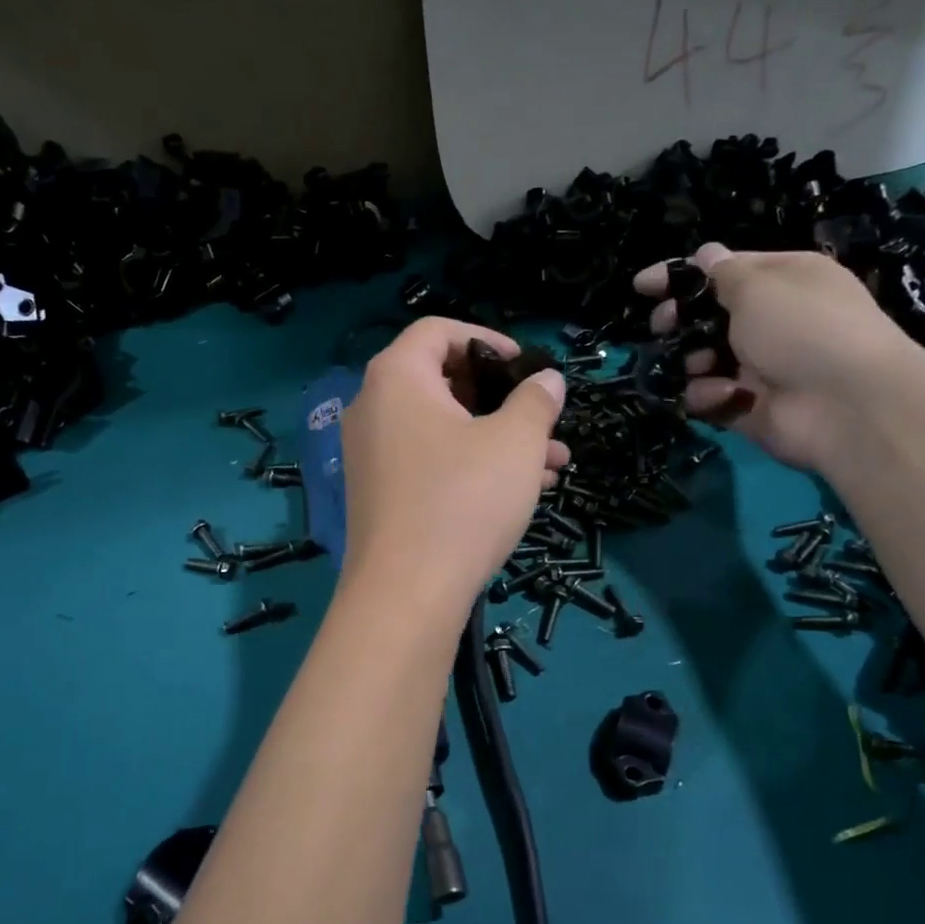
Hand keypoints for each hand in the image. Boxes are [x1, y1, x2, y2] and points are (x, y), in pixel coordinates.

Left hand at [339, 318, 568, 609]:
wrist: (406, 593)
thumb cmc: (464, 500)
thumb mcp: (515, 443)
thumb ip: (536, 400)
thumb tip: (547, 380)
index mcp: (397, 377)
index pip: (438, 331)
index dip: (487, 339)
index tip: (525, 365)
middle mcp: (373, 407)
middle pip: (442, 380)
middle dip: (502, 399)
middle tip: (542, 419)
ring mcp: (371, 453)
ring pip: (443, 428)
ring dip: (498, 438)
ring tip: (553, 464)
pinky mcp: (378, 492)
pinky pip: (429, 460)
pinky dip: (471, 464)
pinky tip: (523, 491)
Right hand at [635, 245, 924, 470]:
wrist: (847, 404)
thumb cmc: (803, 327)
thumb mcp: (757, 285)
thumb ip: (721, 273)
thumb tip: (705, 254)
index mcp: (783, 280)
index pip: (722, 271)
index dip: (680, 276)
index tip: (641, 286)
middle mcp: (773, 320)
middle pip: (709, 317)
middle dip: (680, 321)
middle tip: (663, 327)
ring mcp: (761, 366)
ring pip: (703, 359)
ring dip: (692, 361)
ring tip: (698, 366)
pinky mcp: (749, 406)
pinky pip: (711, 396)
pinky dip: (709, 395)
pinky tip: (722, 394)